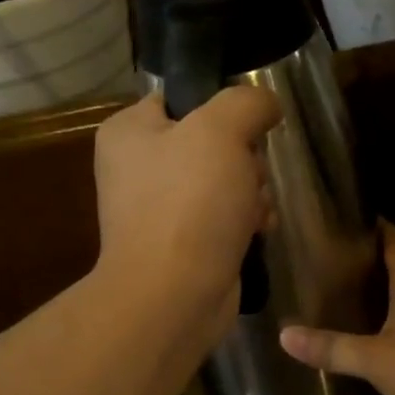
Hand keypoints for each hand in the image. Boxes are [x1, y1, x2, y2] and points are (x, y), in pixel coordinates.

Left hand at [93, 88, 280, 341]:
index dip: (220, 108)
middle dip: (244, 159)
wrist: (174, 295)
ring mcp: (159, 210)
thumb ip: (246, 102)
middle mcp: (137, 168)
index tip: (247, 125)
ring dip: (251, 191)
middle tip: (249, 175)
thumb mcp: (220, 130)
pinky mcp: (183, 245)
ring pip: (224, 181)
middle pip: (210, 142)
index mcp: (129, 132)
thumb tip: (265, 104)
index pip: (180, 99)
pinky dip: (245, 222)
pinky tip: (258, 232)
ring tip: (255, 210)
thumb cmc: (189, 203)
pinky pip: (224, 218)